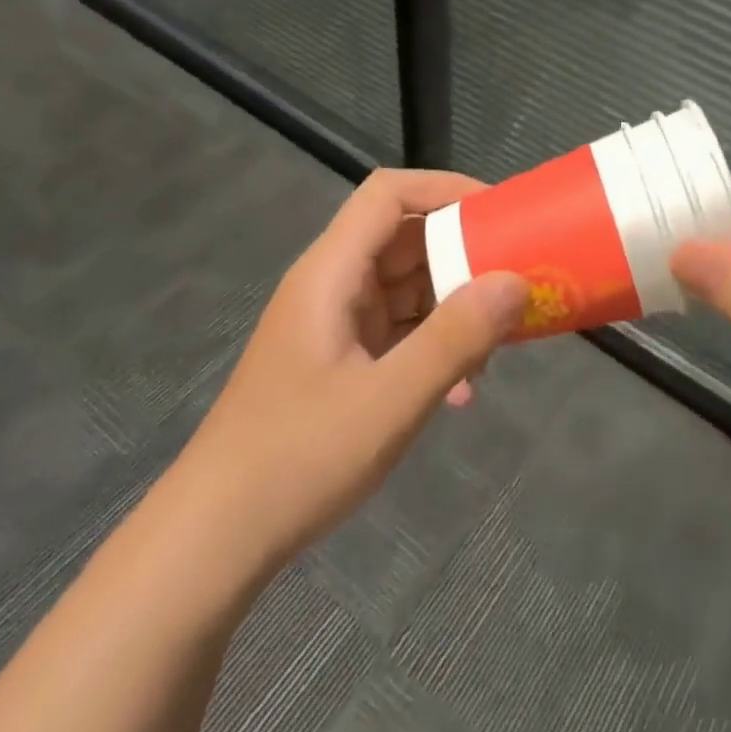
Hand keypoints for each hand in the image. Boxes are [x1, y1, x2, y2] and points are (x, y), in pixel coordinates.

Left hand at [172, 169, 528, 573]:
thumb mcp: (391, 400)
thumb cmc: (298, 459)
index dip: (446, 188)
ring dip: (454, 305)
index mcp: (332, 273)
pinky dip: (435, 344)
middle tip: (516, 280)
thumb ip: (456, 337)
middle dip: (463, 254)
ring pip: (407, 286)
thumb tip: (516, 281)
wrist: (213, 543)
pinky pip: (400, 330)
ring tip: (498, 342)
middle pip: (405, 238)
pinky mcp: (340, 360)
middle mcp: (333, 285)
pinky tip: (462, 390)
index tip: (500, 214)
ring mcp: (335, 324)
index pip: (389, 193)